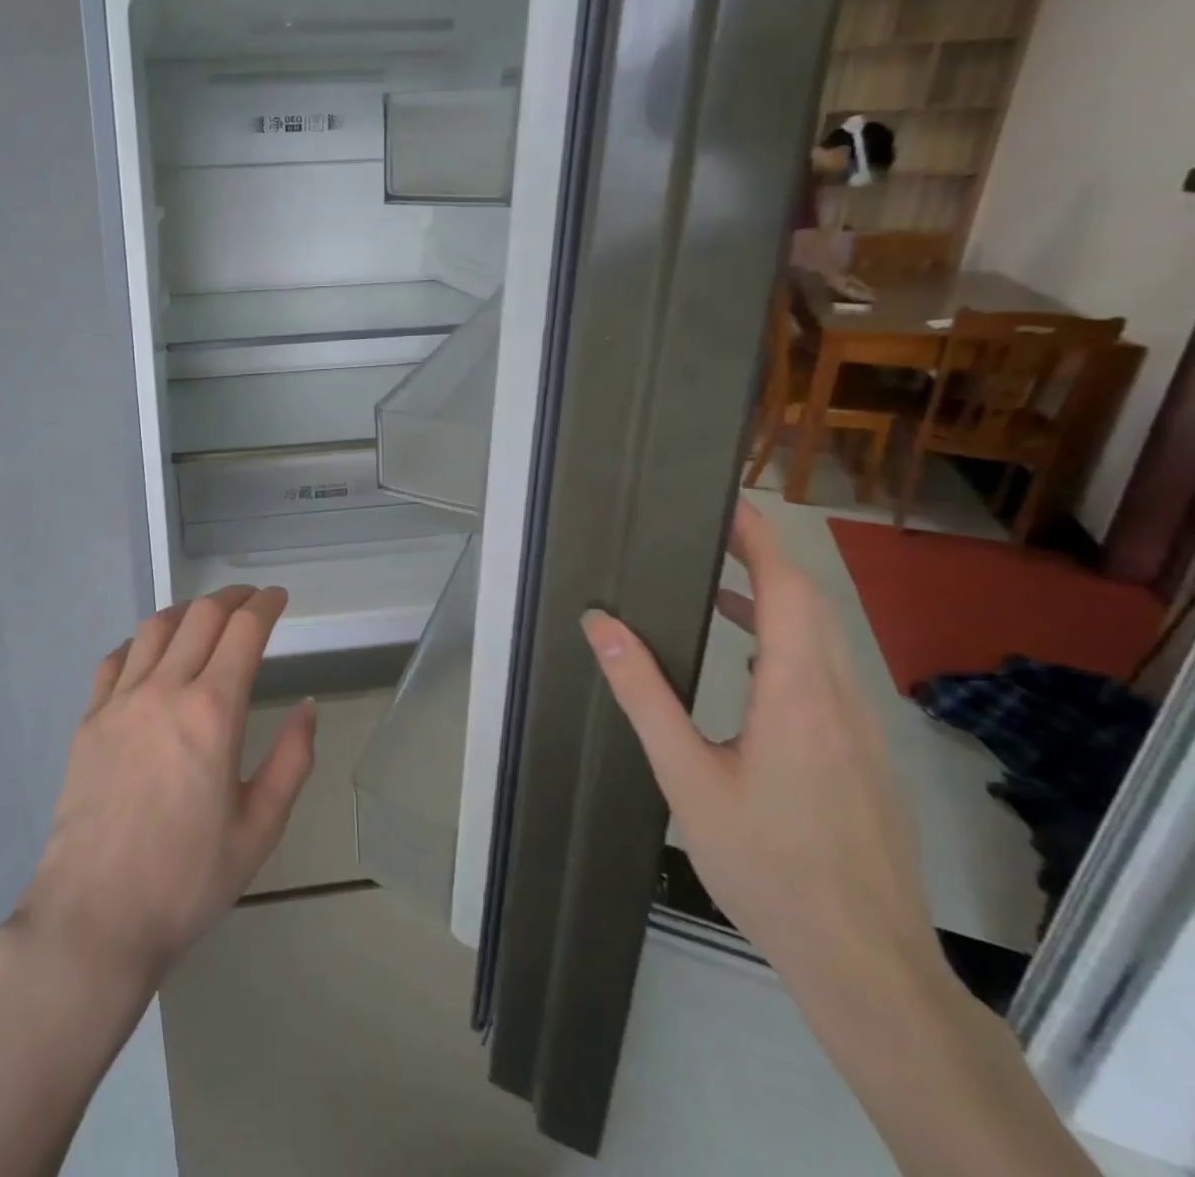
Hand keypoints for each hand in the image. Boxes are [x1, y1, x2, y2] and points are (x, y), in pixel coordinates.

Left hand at [12, 586, 315, 988]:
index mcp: (213, 712)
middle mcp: (164, 690)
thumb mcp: (259, 829)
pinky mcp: (89, 719)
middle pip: (201, 616)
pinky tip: (151, 654)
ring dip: (187, 611)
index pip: (244, 631)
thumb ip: (292, 761)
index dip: (266, 604)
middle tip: (250, 600)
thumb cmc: (187, 880)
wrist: (94, 917)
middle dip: (232, 598)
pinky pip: (116, 659)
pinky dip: (142, 642)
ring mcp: (119, 701)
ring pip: (156, 628)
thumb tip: (307, 707)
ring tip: (205, 617)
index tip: (279, 597)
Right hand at [581, 502, 942, 1000]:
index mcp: (799, 695)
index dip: (762, 542)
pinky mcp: (867, 758)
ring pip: (825, 642)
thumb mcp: (686, 775)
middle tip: (712, 533)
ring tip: (719, 589)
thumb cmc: (765, 862)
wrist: (863, 959)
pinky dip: (789, 646)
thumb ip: (643, 693)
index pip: (791, 592)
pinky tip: (750, 668)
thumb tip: (600, 623)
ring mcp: (863, 732)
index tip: (728, 507)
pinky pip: (829, 676)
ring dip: (778, 603)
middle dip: (766, 560)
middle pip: (814, 607)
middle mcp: (842, 700)